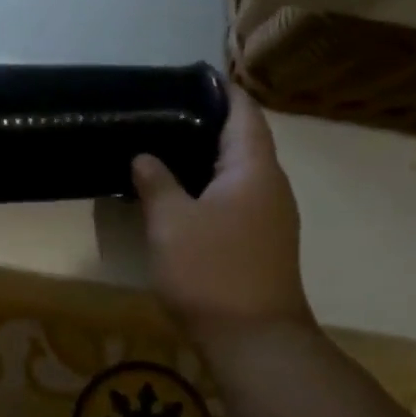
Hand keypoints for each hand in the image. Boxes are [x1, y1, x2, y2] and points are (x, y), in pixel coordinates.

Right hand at [131, 84, 312, 345]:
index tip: (190, 78)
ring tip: (165, 147)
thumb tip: (144, 156)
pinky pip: (237, 197)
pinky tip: (181, 194)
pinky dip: (211, 185)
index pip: (244, 113)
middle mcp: (271, 185)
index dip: (221, 91)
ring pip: (240, 172)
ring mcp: (271, 216)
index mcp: (254, 169)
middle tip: (163, 113)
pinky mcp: (261, 241)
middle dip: (208, 123)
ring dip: (208, 157)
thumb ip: (156, 182)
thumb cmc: (210, 270)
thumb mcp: (171, 222)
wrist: (253, 338)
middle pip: (244, 140)